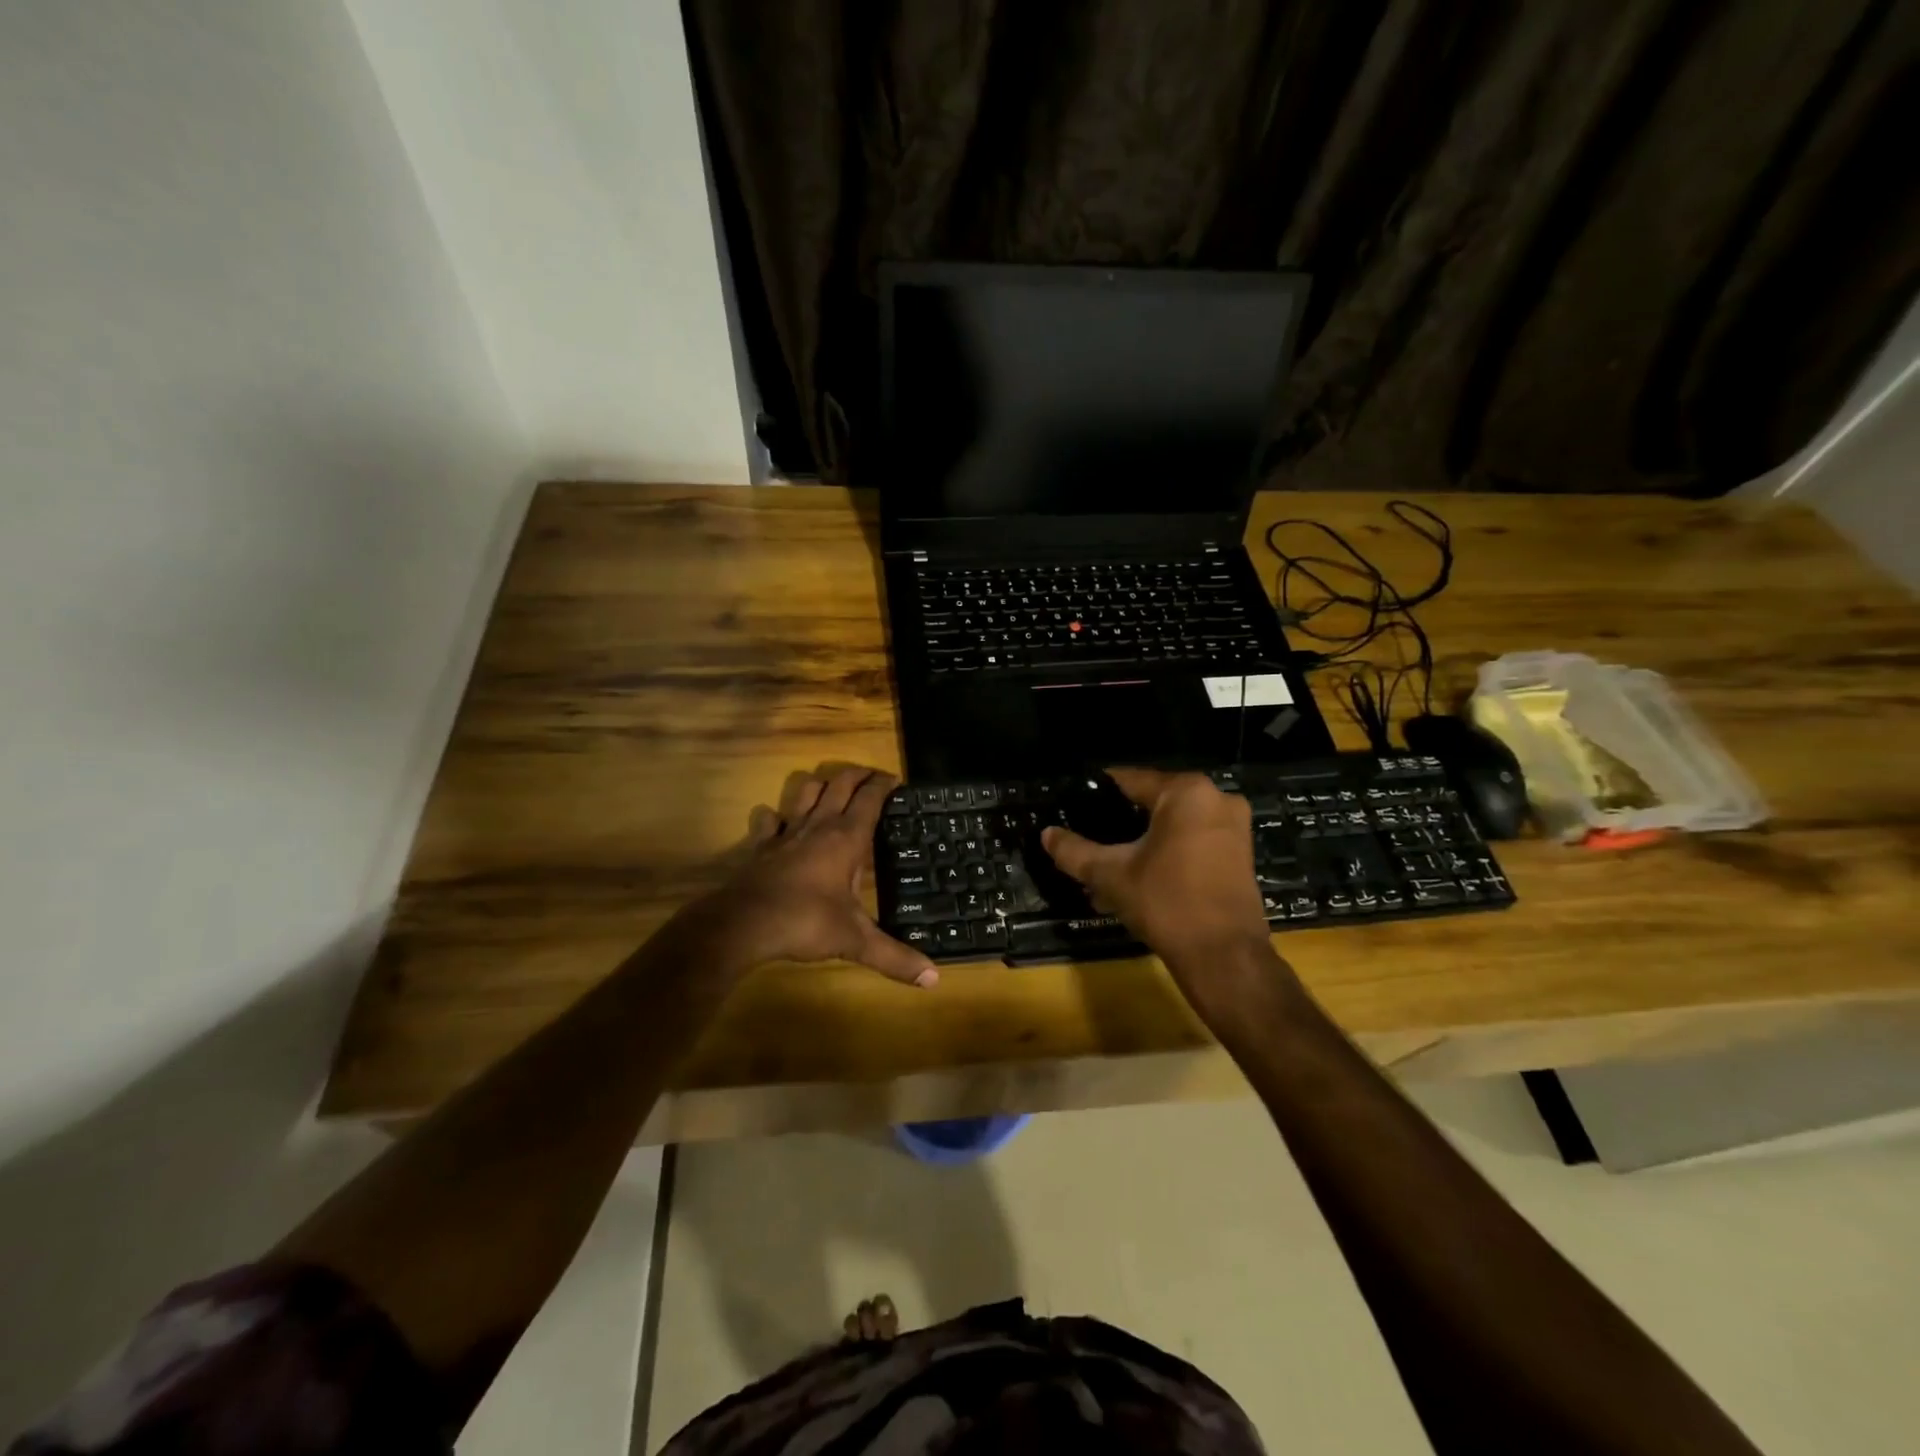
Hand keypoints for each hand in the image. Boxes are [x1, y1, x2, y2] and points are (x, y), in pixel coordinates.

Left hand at [683, 765, 939, 987]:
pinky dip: (776, 816)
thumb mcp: (855, 940)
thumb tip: (934, 979)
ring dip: (821, 785)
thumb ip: (894, 957)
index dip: (884, 785)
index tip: (896, 780)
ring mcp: (787, 833)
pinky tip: (778, 820)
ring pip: (806, 792)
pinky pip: (770, 820)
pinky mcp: (762, 846)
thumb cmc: (806, 922)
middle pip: (840, 784)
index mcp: (847, 839)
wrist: (744, 924)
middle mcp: (819, 826)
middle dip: (858, 775)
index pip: (870, 799)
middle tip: (872, 776)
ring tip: (832, 789)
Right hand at [1041, 769, 1271, 971]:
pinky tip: (1139, 877)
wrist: (1224, 957)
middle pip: (1152, 802)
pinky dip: (1167, 853)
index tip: (1073, 805)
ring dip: (1141, 842)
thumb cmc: (1166, 903)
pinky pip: (1193, 841)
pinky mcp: (1240, 853)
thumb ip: (1074, 850)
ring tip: (1108, 865)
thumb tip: (1047, 834)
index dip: (1097, 793)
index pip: (1129, 780)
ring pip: (1173, 825)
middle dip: (1119, 823)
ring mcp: (1233, 827)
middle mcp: (1216, 798)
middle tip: (1088, 839)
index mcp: (1186, 792)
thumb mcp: (1110, 875)